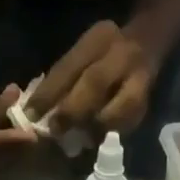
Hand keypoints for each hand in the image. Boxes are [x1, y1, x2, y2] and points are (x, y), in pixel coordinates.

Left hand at [24, 20, 160, 135]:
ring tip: (80, 141)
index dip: (48, 93)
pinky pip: (132, 119)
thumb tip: (36, 111)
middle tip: (55, 130)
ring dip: (98, 125)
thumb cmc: (104, 53)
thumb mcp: (83, 53)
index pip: (69, 66)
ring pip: (123, 104)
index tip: (30, 114)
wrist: (148, 40)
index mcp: (98, 38)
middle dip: (72, 110)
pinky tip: (98, 140)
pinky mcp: (149, 98)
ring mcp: (140, 75)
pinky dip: (113, 132)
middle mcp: (121, 54)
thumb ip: (63, 78)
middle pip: (95, 82)